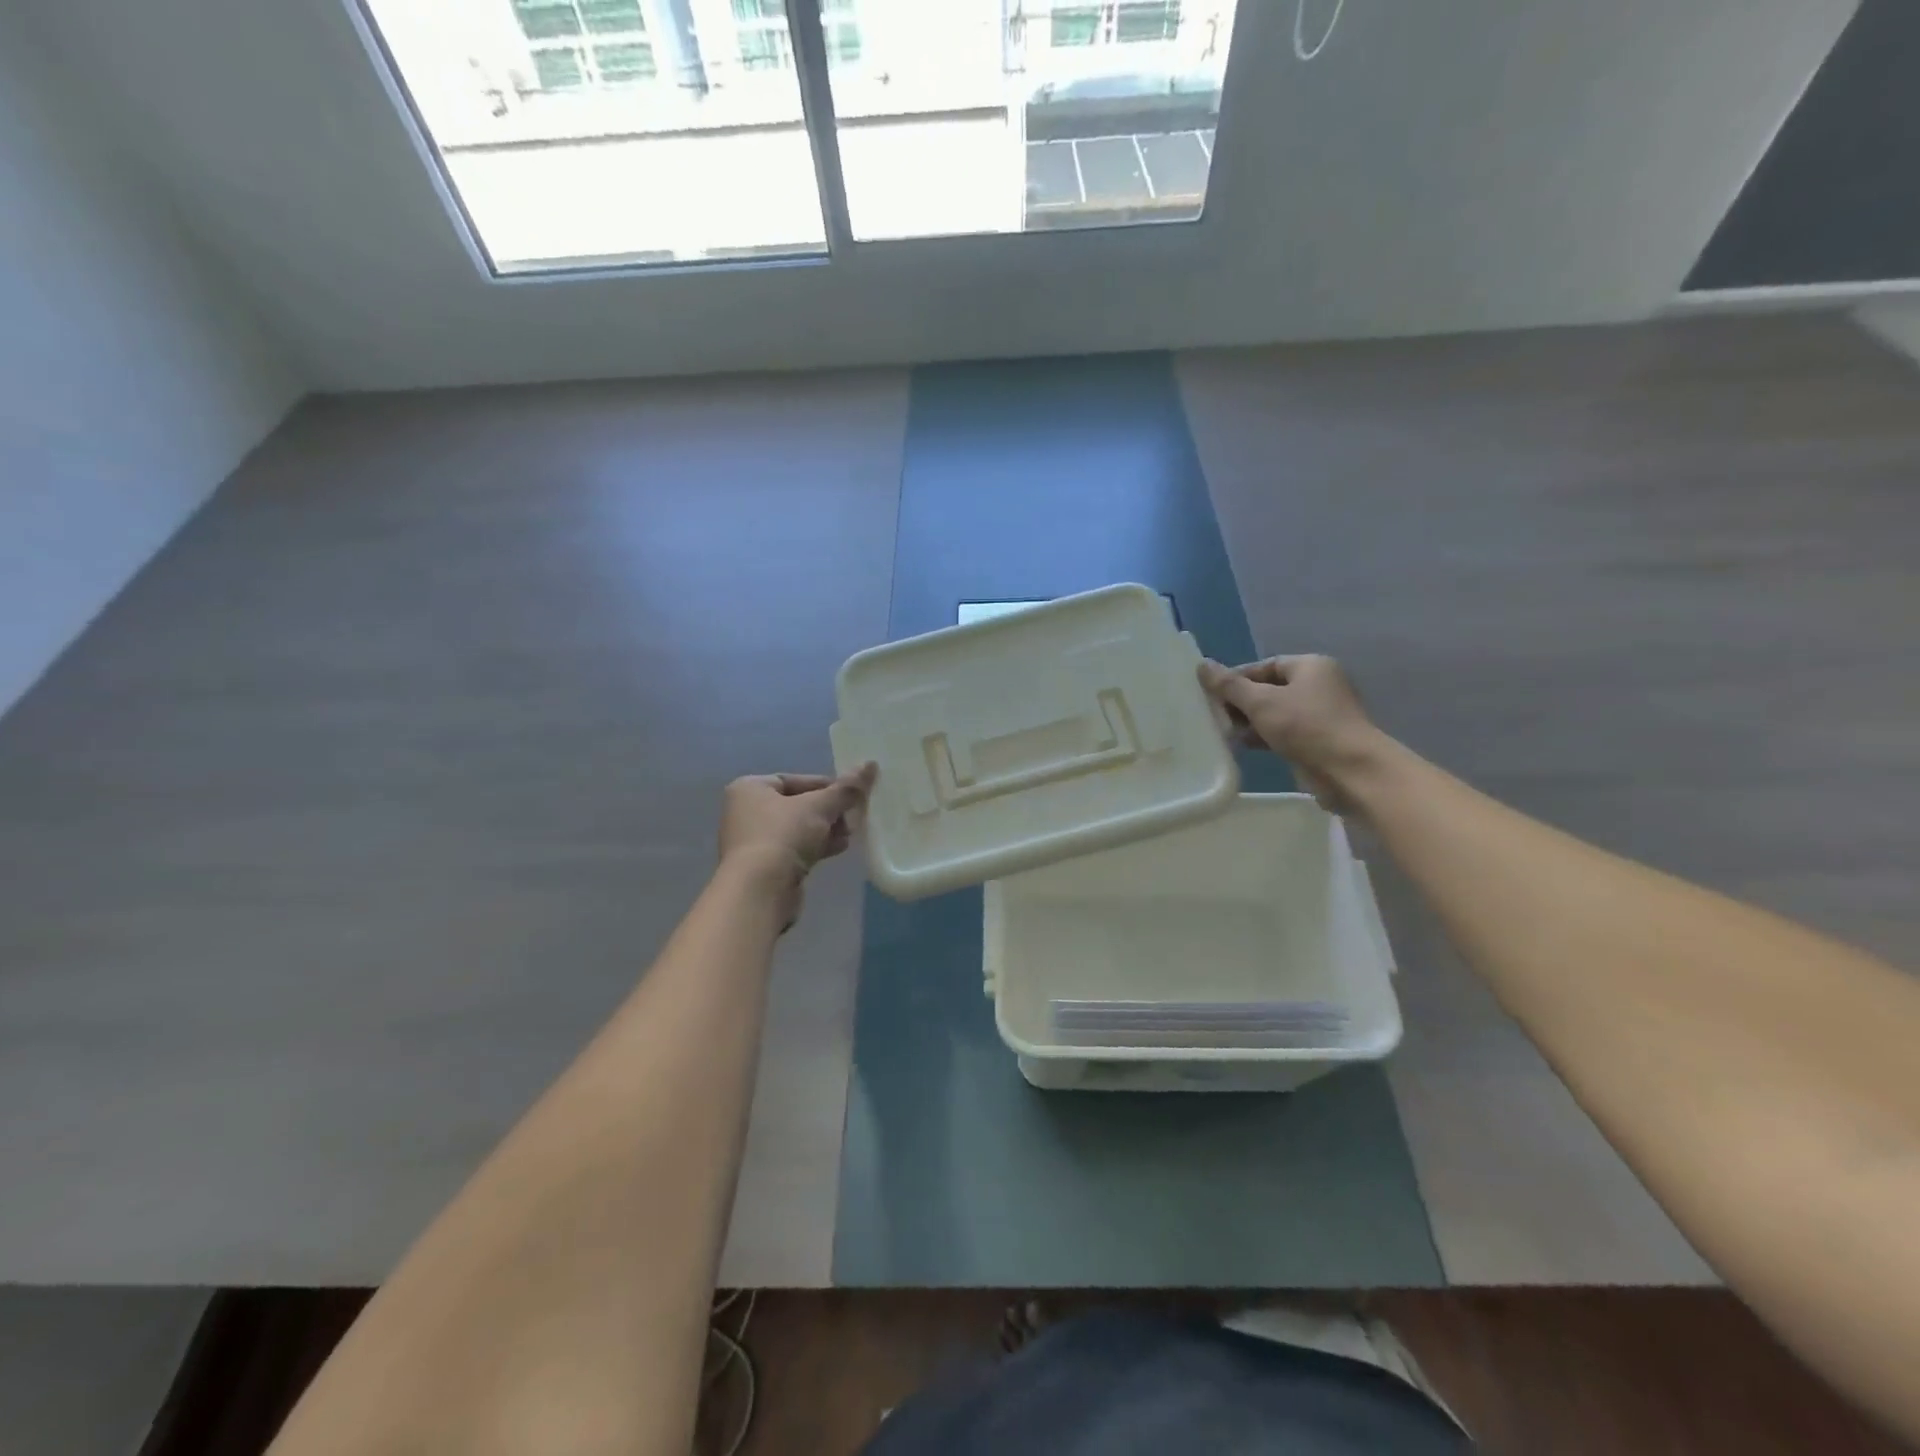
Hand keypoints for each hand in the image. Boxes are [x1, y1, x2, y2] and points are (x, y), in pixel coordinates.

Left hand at [717, 764, 876, 927]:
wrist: (760, 890)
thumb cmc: (783, 835)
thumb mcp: (820, 806)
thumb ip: (846, 788)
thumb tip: (870, 764)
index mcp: (750, 788)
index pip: (795, 779)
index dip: (826, 786)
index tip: (850, 795)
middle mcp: (745, 812)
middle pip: (798, 805)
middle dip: (828, 811)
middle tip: (854, 816)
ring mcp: (753, 842)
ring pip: (798, 829)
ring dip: (826, 830)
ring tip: (851, 833)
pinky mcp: (763, 867)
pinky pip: (794, 849)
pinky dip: (816, 847)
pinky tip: (839, 848)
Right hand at [1198, 655, 1381, 814]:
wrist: (1351, 772)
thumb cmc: (1306, 727)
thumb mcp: (1261, 702)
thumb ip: (1229, 685)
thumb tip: (1202, 665)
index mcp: (1310, 666)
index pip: (1264, 665)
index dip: (1236, 678)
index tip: (1211, 694)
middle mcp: (1319, 685)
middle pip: (1269, 688)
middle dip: (1241, 702)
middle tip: (1214, 715)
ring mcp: (1320, 715)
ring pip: (1275, 712)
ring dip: (1250, 722)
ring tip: (1224, 732)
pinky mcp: (1319, 740)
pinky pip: (1284, 732)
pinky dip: (1264, 736)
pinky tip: (1243, 746)